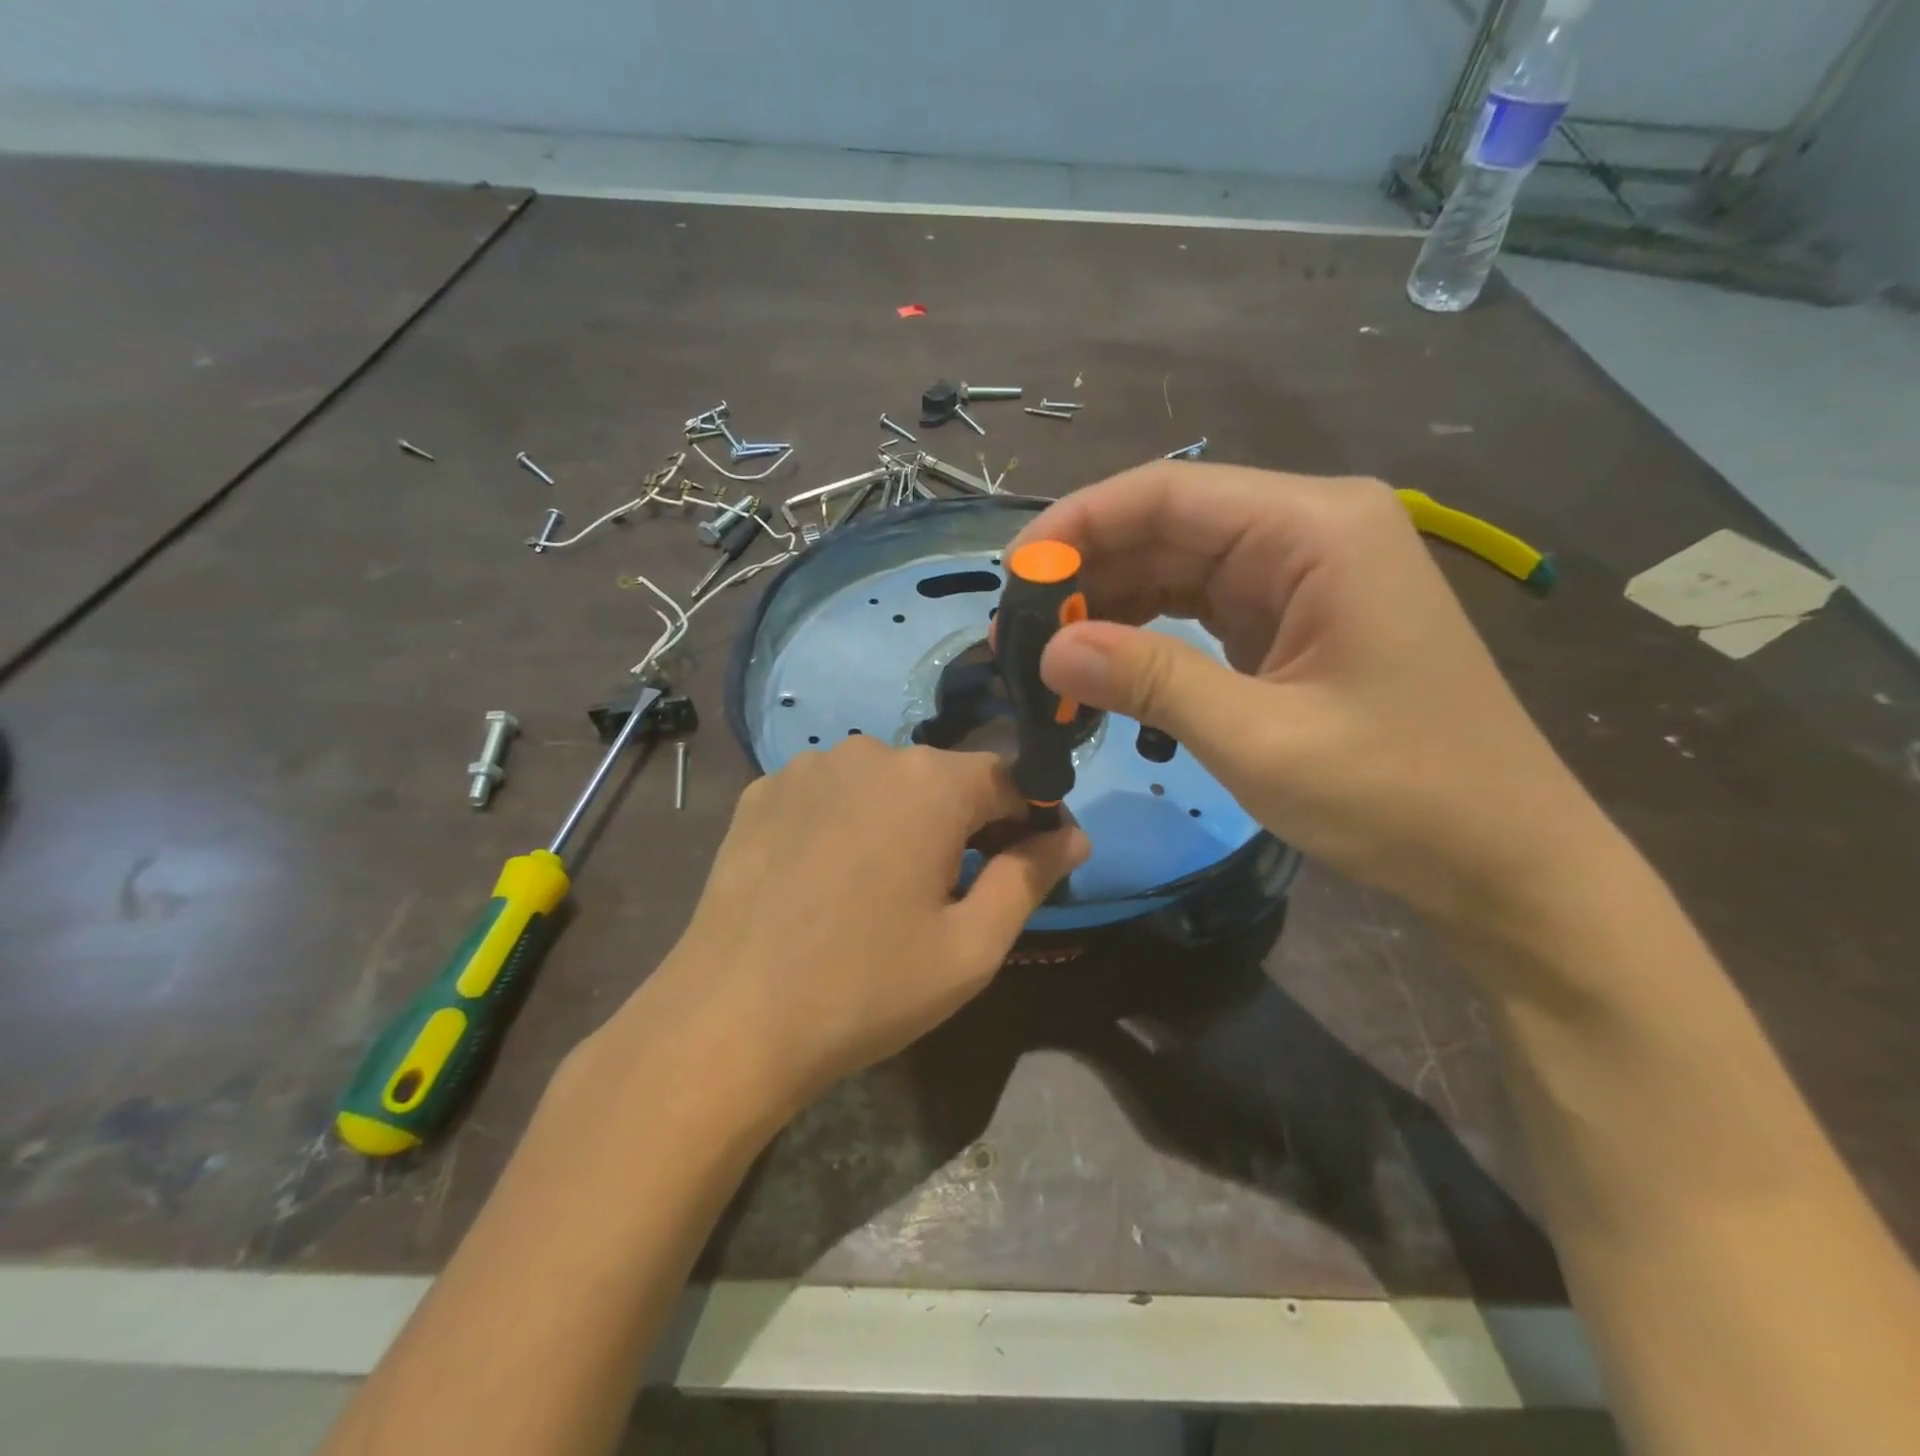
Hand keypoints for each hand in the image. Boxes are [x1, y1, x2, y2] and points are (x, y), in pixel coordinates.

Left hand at [609, 740, 1085, 1113]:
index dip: (1029, 821)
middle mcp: (870, 751)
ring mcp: (807, 767)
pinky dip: (847, 823)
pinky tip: (828, 877)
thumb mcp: (971, 947)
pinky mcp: (762, 792)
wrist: (728, 1021)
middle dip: (966, 824)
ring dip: (903, 821)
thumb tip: (1073, 835)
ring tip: (885, 888)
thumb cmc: (866, 988)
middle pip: (945, 778)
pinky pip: (829, 794)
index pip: (1010, 779)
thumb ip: (1031, 878)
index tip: (1029, 866)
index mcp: (931, 782)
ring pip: (884, 784)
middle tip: (956, 892)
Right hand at [1011, 464, 1607, 931]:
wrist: (1501, 857)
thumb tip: (1047, 651)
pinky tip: (1102, 662)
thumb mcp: (1259, 738)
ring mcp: (1304, 575)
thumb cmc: (1398, 794)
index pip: (1168, 494)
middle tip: (1014, 629)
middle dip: (1087, 571)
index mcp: (1315, 529)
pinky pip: (1201, 605)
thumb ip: (1149, 682)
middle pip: (1169, 526)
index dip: (1078, 524)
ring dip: (1110, 603)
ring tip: (1045, 650)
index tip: (1010, 574)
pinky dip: (1147, 631)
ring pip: (1179, 566)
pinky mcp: (1295, 619)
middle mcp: (1310, 530)